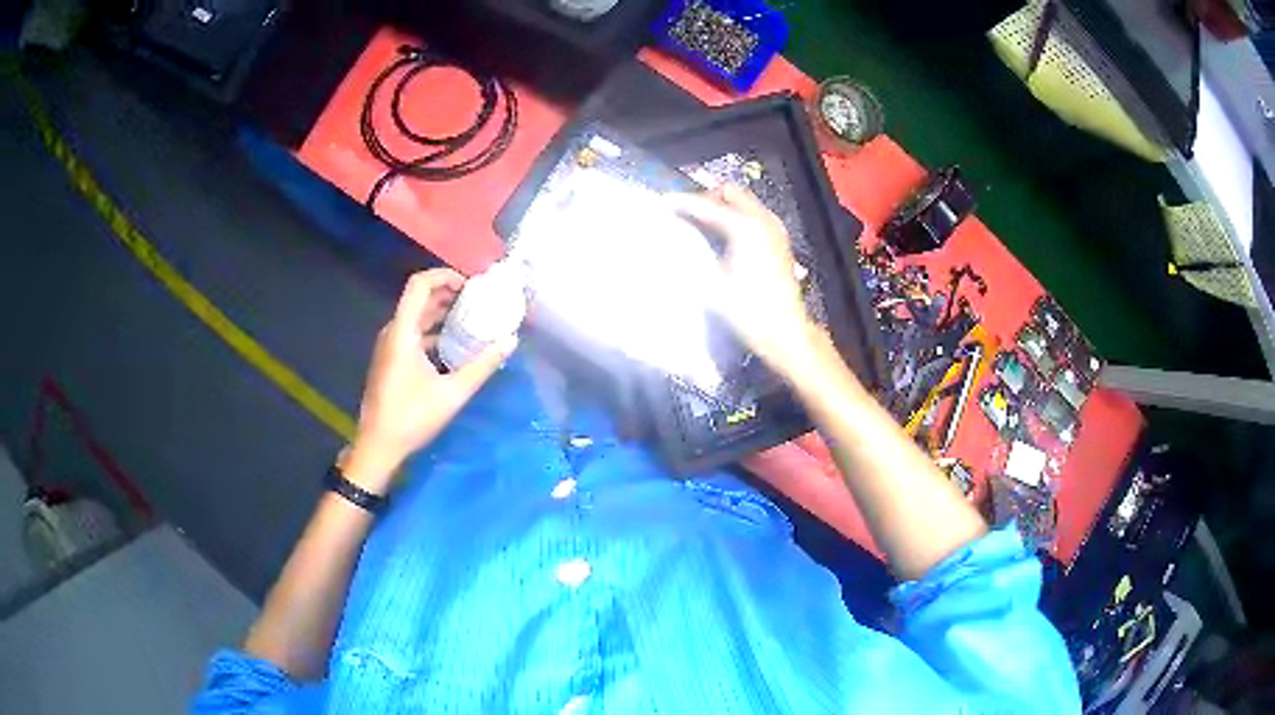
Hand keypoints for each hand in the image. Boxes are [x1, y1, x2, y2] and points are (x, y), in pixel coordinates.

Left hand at [343, 269, 518, 494]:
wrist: (378, 446)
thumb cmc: (412, 418)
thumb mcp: (452, 393)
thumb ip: (482, 365)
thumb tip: (510, 341)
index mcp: (402, 332)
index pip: (420, 284)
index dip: (445, 275)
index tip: (471, 285)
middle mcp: (393, 332)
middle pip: (419, 298)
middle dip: (449, 294)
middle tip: (479, 301)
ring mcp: (389, 347)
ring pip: (416, 317)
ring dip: (442, 313)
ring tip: (471, 320)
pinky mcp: (390, 360)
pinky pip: (412, 334)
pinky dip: (433, 331)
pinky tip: (454, 346)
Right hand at [668, 185, 819, 377]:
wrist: (784, 331)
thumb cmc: (746, 311)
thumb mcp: (712, 283)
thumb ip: (693, 253)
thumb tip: (674, 239)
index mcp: (744, 227)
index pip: (706, 205)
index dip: (681, 202)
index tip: (661, 202)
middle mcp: (762, 220)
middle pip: (729, 193)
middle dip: (705, 198)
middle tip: (685, 213)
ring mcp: (774, 228)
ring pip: (743, 202)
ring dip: (722, 206)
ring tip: (701, 223)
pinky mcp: (779, 240)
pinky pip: (754, 215)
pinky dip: (736, 216)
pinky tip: (723, 235)